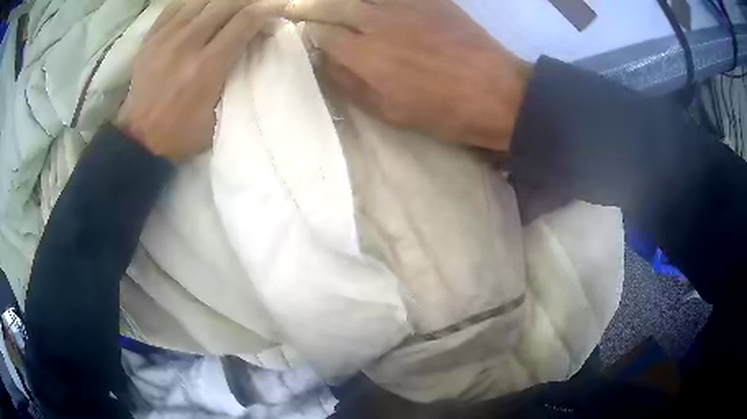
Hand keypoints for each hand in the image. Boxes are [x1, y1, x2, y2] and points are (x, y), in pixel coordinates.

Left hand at [117, 0, 283, 162]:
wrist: (138, 140)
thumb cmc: (180, 134)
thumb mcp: (217, 116)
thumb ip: (236, 78)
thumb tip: (253, 46)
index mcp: (206, 67)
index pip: (245, 21)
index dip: (268, 10)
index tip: (277, 10)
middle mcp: (186, 45)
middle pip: (226, 3)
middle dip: (248, 2)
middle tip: (255, 8)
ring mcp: (165, 38)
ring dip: (222, 1)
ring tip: (230, 8)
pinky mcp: (150, 39)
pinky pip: (176, 6)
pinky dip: (193, 3)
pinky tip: (201, 9)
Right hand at [287, 0, 530, 151]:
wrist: (498, 93)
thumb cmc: (444, 111)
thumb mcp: (391, 111)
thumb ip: (352, 84)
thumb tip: (326, 62)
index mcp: (365, 54)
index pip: (322, 35)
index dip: (308, 34)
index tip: (303, 34)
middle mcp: (377, 22)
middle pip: (332, 6)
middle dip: (310, 7)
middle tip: (295, 7)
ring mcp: (405, 6)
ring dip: (341, 1)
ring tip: (331, 6)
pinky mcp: (430, 0)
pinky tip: (371, 4)